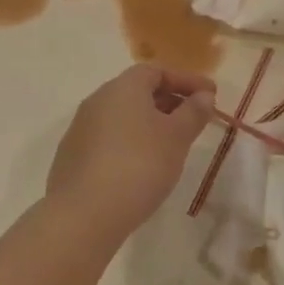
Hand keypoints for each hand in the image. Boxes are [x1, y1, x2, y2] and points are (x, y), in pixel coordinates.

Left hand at [46, 64, 216, 240]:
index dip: (186, 80)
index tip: (210, 95)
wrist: (84, 213)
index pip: (157, 71)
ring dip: (149, 123)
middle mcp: (98, 100)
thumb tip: (204, 95)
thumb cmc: (139, 165)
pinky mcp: (73, 156)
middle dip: (169, 101)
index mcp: (122, 88)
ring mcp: (81, 128)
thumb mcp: (176, 137)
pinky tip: (143, 166)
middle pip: (138, 91)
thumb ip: (193, 112)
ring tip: (172, 144)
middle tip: (194, 119)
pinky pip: (109, 139)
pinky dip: (131, 142)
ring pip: (123, 116)